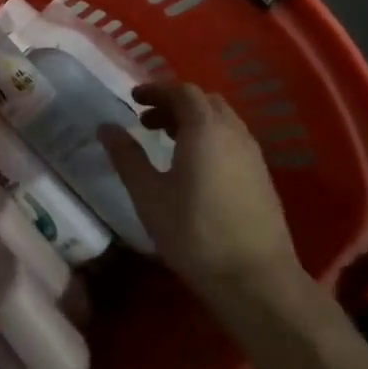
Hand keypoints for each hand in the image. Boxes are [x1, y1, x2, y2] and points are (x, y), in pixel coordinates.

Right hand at [100, 83, 299, 303]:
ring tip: (166, 142)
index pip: (182, 91)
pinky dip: (209, 137)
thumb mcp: (148, 195)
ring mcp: (253, 154)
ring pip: (221, 121)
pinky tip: (193, 166)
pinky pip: (232, 140)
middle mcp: (233, 133)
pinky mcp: (261, 176)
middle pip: (204, 102)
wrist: (255, 279)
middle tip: (146, 121)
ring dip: (193, 121)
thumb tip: (106, 127)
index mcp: (205, 129)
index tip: (133, 99)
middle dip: (174, 103)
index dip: (156, 90)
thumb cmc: (194, 232)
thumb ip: (126, 156)